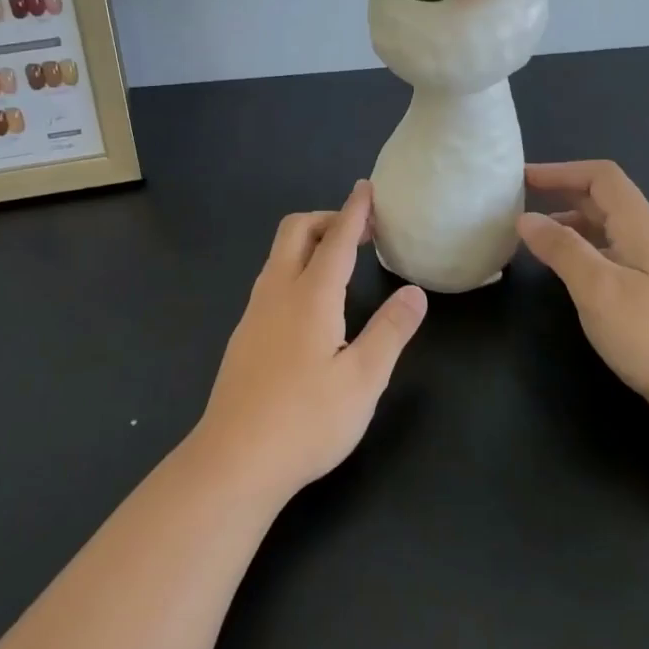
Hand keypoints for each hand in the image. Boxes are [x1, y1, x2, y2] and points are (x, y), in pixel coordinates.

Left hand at [191, 181, 427, 502]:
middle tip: (360, 232)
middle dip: (327, 218)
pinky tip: (311, 304)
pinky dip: (295, 267)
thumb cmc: (306, 420)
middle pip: (296, 231)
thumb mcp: (363, 380)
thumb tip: (414, 292)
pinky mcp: (244, 335)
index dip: (354, 211)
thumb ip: (390, 331)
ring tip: (340, 261)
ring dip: (309, 242)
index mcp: (310, 296)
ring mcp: (254, 313)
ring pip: (278, 255)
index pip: (336, 238)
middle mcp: (277, 292)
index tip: (366, 187)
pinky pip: (271, 279)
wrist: (234, 461)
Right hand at [517, 160, 648, 431]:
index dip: (561, 171)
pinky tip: (565, 274)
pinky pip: (611, 255)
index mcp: (640, 227)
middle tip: (519, 204)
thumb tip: (526, 219)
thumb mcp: (598, 288)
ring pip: (606, 230)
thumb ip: (562, 249)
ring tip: (534, 239)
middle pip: (604, 199)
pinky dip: (582, 252)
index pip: (601, 177)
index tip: (522, 179)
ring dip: (570, 225)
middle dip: (561, 194)